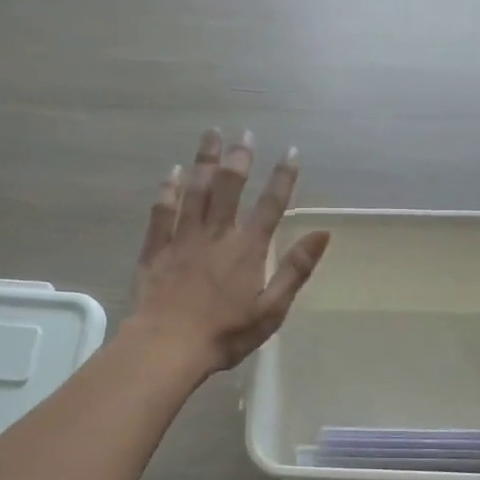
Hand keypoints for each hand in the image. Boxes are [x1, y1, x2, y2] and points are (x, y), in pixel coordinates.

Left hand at [131, 129, 331, 374]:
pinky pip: (163, 211)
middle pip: (229, 187)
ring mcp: (183, 238)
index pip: (271, 205)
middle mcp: (217, 234)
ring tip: (211, 134)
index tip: (290, 152)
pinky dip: (168, 189)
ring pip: (195, 190)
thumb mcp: (272, 309)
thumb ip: (296, 269)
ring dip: (204, 161)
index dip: (283, 177)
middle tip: (244, 132)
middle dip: (239, 158)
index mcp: (248, 249)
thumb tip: (322, 233)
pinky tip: (172, 171)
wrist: (168, 346)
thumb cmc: (226, 333)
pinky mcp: (157, 248)